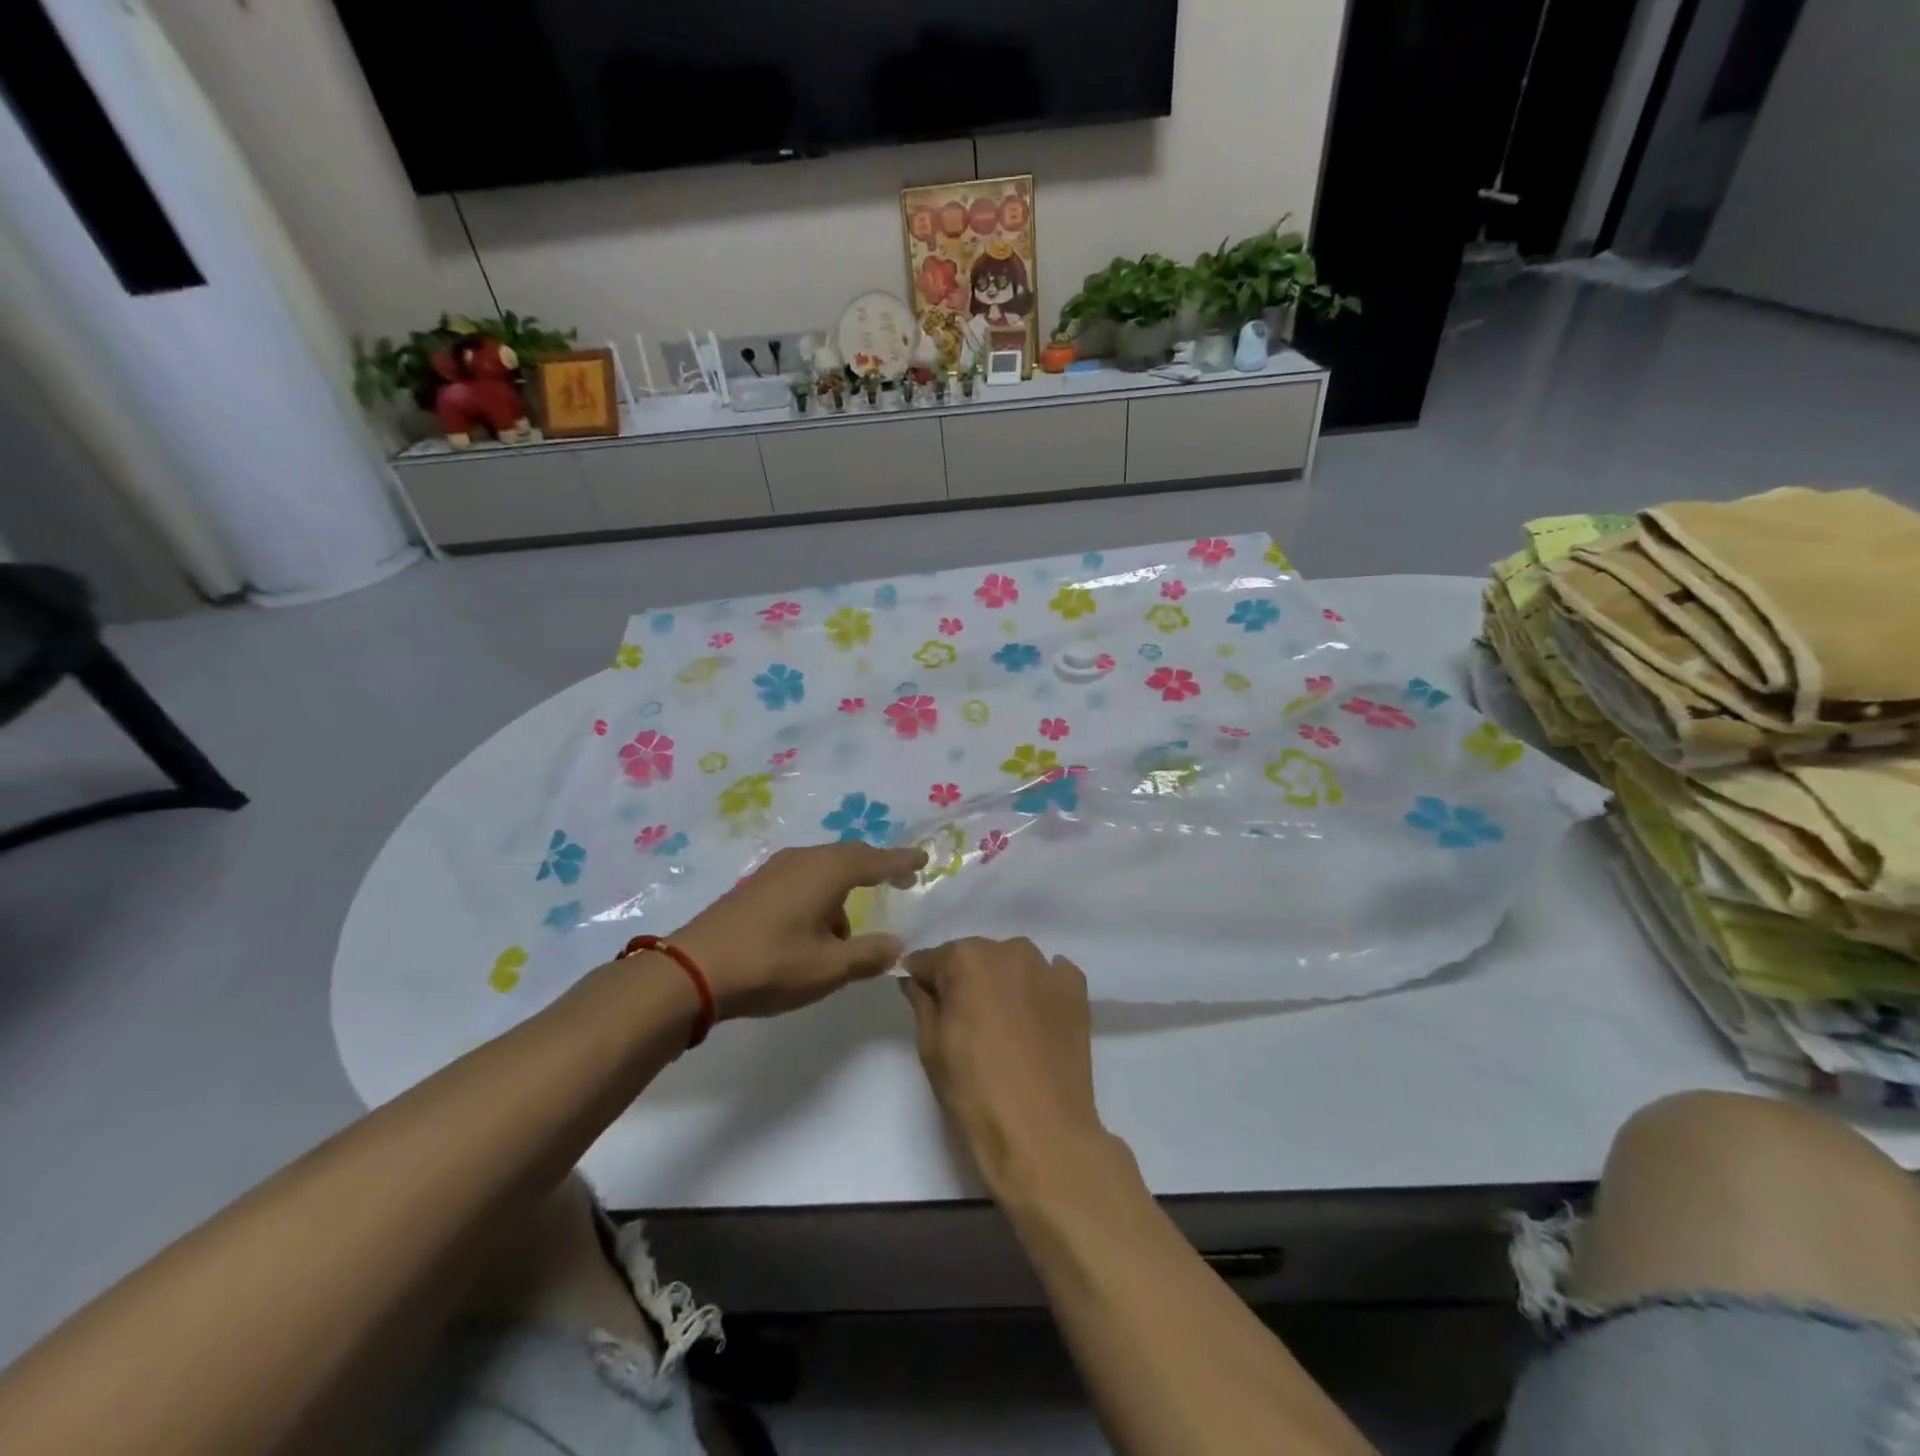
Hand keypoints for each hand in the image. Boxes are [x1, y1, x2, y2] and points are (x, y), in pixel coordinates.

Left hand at [673, 843, 925, 1019]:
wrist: (692, 970)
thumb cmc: (770, 964)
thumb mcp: (829, 968)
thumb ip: (868, 955)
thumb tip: (897, 944)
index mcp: (827, 871)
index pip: (876, 859)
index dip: (901, 860)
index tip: (923, 859)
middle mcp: (804, 860)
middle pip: (849, 856)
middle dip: (876, 868)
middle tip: (898, 880)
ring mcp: (775, 870)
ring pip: (824, 868)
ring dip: (843, 890)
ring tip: (847, 931)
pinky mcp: (756, 885)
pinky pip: (803, 878)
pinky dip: (820, 894)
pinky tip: (813, 928)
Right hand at [900, 938, 1112, 1197]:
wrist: (1043, 1132)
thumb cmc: (975, 1091)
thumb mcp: (931, 1047)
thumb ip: (921, 1002)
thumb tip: (914, 979)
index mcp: (966, 959)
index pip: (931, 959)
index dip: (922, 980)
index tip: (921, 1000)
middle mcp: (1008, 950)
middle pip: (974, 957)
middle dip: (964, 980)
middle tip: (964, 1021)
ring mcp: (1047, 968)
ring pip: (1012, 963)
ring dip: (1003, 981)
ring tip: (1003, 1022)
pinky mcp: (1076, 990)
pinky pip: (1051, 975)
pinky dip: (1040, 988)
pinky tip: (1036, 1018)